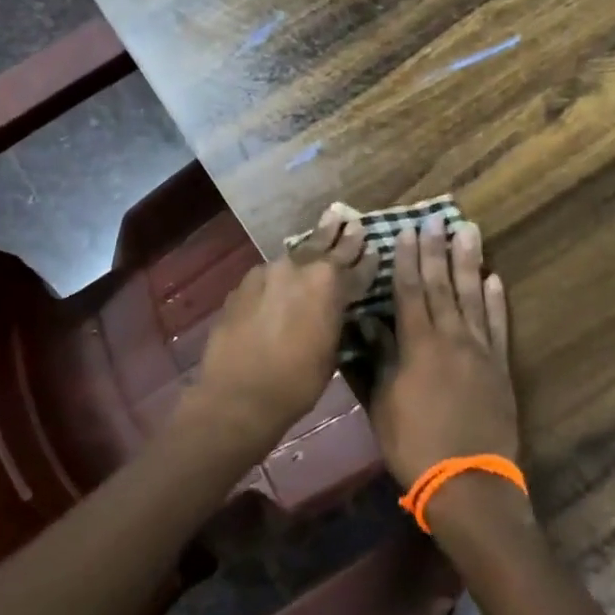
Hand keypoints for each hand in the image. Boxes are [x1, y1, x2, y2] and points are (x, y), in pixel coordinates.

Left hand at [187, 203, 377, 455]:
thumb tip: (337, 306)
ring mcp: (268, 273)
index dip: (368, 259)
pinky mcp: (244, 284)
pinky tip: (284, 274)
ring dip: (311, 246)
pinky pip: (270, 273)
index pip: (357, 266)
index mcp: (330, 285)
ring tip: (323, 230)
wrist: (238, 395)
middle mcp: (300, 269)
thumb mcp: (331, 351)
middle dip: (341, 234)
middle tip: (350, 219)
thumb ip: (336, 318)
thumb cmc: (297, 382)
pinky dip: (282, 272)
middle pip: (326, 246)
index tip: (375, 247)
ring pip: (296, 255)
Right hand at [370, 214, 518, 488]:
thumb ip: (380, 360)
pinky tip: (495, 280)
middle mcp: (451, 337)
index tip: (406, 231)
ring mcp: (480, 350)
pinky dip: (497, 301)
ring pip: (474, 296)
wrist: (468, 482)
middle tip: (436, 219)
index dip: (406, 260)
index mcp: (418, 345)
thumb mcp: (384, 404)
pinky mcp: (500, 366)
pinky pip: (499, 325)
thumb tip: (372, 325)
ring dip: (470, 262)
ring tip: (469, 231)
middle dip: (436, 250)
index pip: (409, 291)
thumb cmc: (415, 445)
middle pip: (442, 285)